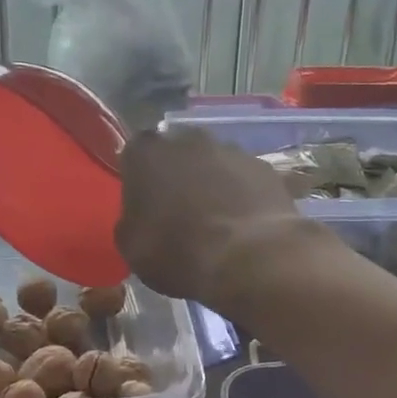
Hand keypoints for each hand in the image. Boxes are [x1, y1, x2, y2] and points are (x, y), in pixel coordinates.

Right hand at [116, 126, 317, 305]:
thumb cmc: (177, 251)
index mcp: (147, 152)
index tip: (145, 205)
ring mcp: (231, 150)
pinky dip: (243, 195)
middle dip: (178, 176)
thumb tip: (140, 218)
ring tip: (217, 221)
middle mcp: (188, 139)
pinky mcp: (265, 167)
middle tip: (180, 212)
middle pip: (177, 154)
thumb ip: (131, 220)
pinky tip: (244, 224)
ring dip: (212, 184)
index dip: (139, 180)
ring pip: (213, 164)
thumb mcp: (131, 247)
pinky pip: (245, 179)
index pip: (135, 155)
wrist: (248, 258)